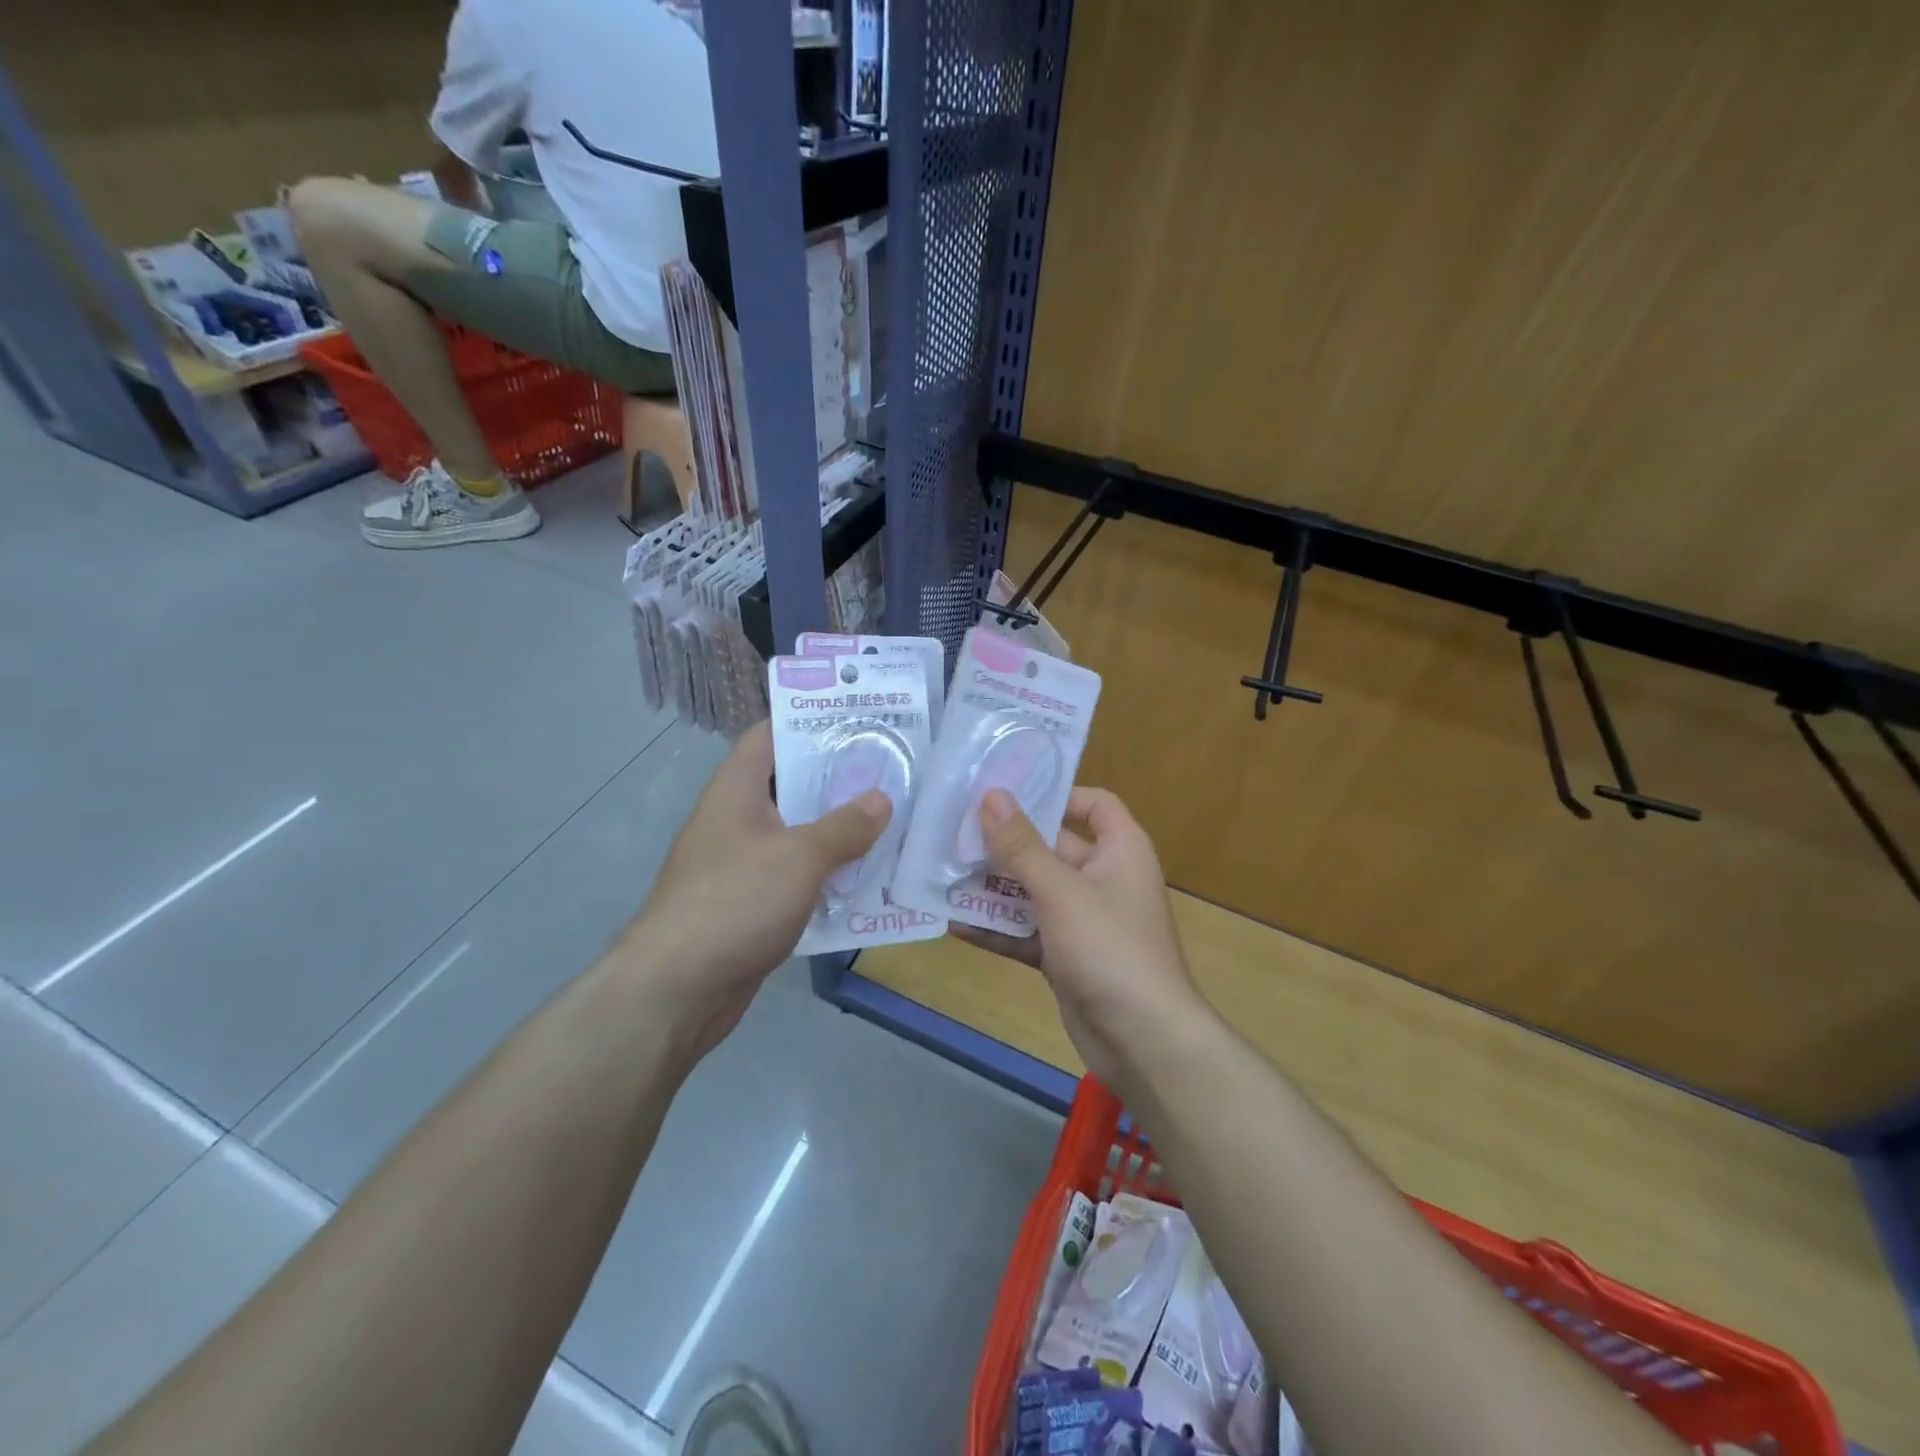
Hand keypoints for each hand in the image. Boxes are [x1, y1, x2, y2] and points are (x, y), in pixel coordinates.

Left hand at [624, 722, 888, 1057]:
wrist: (677, 988)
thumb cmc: (735, 901)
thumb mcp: (799, 856)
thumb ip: (845, 826)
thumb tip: (881, 799)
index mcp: (736, 790)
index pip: (770, 735)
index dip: (810, 720)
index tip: (857, 717)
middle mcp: (736, 819)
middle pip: (790, 784)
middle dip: (837, 777)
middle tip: (890, 770)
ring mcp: (741, 862)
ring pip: (797, 832)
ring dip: (837, 829)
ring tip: (890, 819)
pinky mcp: (750, 903)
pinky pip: (795, 875)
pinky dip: (826, 872)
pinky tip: (866, 878)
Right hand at [952, 788, 1204, 1086]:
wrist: (1143, 1043)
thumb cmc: (1110, 949)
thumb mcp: (1062, 891)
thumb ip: (1022, 846)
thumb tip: (991, 794)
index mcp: (1120, 850)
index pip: (1094, 804)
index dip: (1057, 794)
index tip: (1007, 793)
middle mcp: (1103, 878)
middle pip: (1052, 847)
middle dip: (1005, 843)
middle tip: (953, 830)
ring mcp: (1083, 920)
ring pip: (1033, 892)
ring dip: (994, 887)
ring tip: (943, 873)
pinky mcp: (1066, 956)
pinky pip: (1027, 932)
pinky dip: (998, 928)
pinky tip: (955, 923)